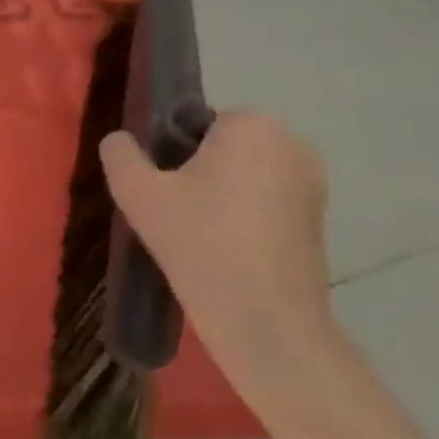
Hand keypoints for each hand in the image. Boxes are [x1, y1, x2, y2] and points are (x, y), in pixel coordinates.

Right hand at [99, 112, 335, 416]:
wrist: (262, 316)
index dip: (169, 151)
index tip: (159, 185)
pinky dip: (241, 214)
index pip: (194, 121)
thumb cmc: (198, 241)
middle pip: (221, 145)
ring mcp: (312, 182)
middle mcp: (292, 143)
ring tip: (194, 230)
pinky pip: (264, 199)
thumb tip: (121, 140)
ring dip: (217, 192)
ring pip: (242, 173)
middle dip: (195, 169)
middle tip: (170, 209)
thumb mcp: (136, 191)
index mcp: (252, 126)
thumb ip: (120, 154)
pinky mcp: (318, 217)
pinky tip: (222, 246)